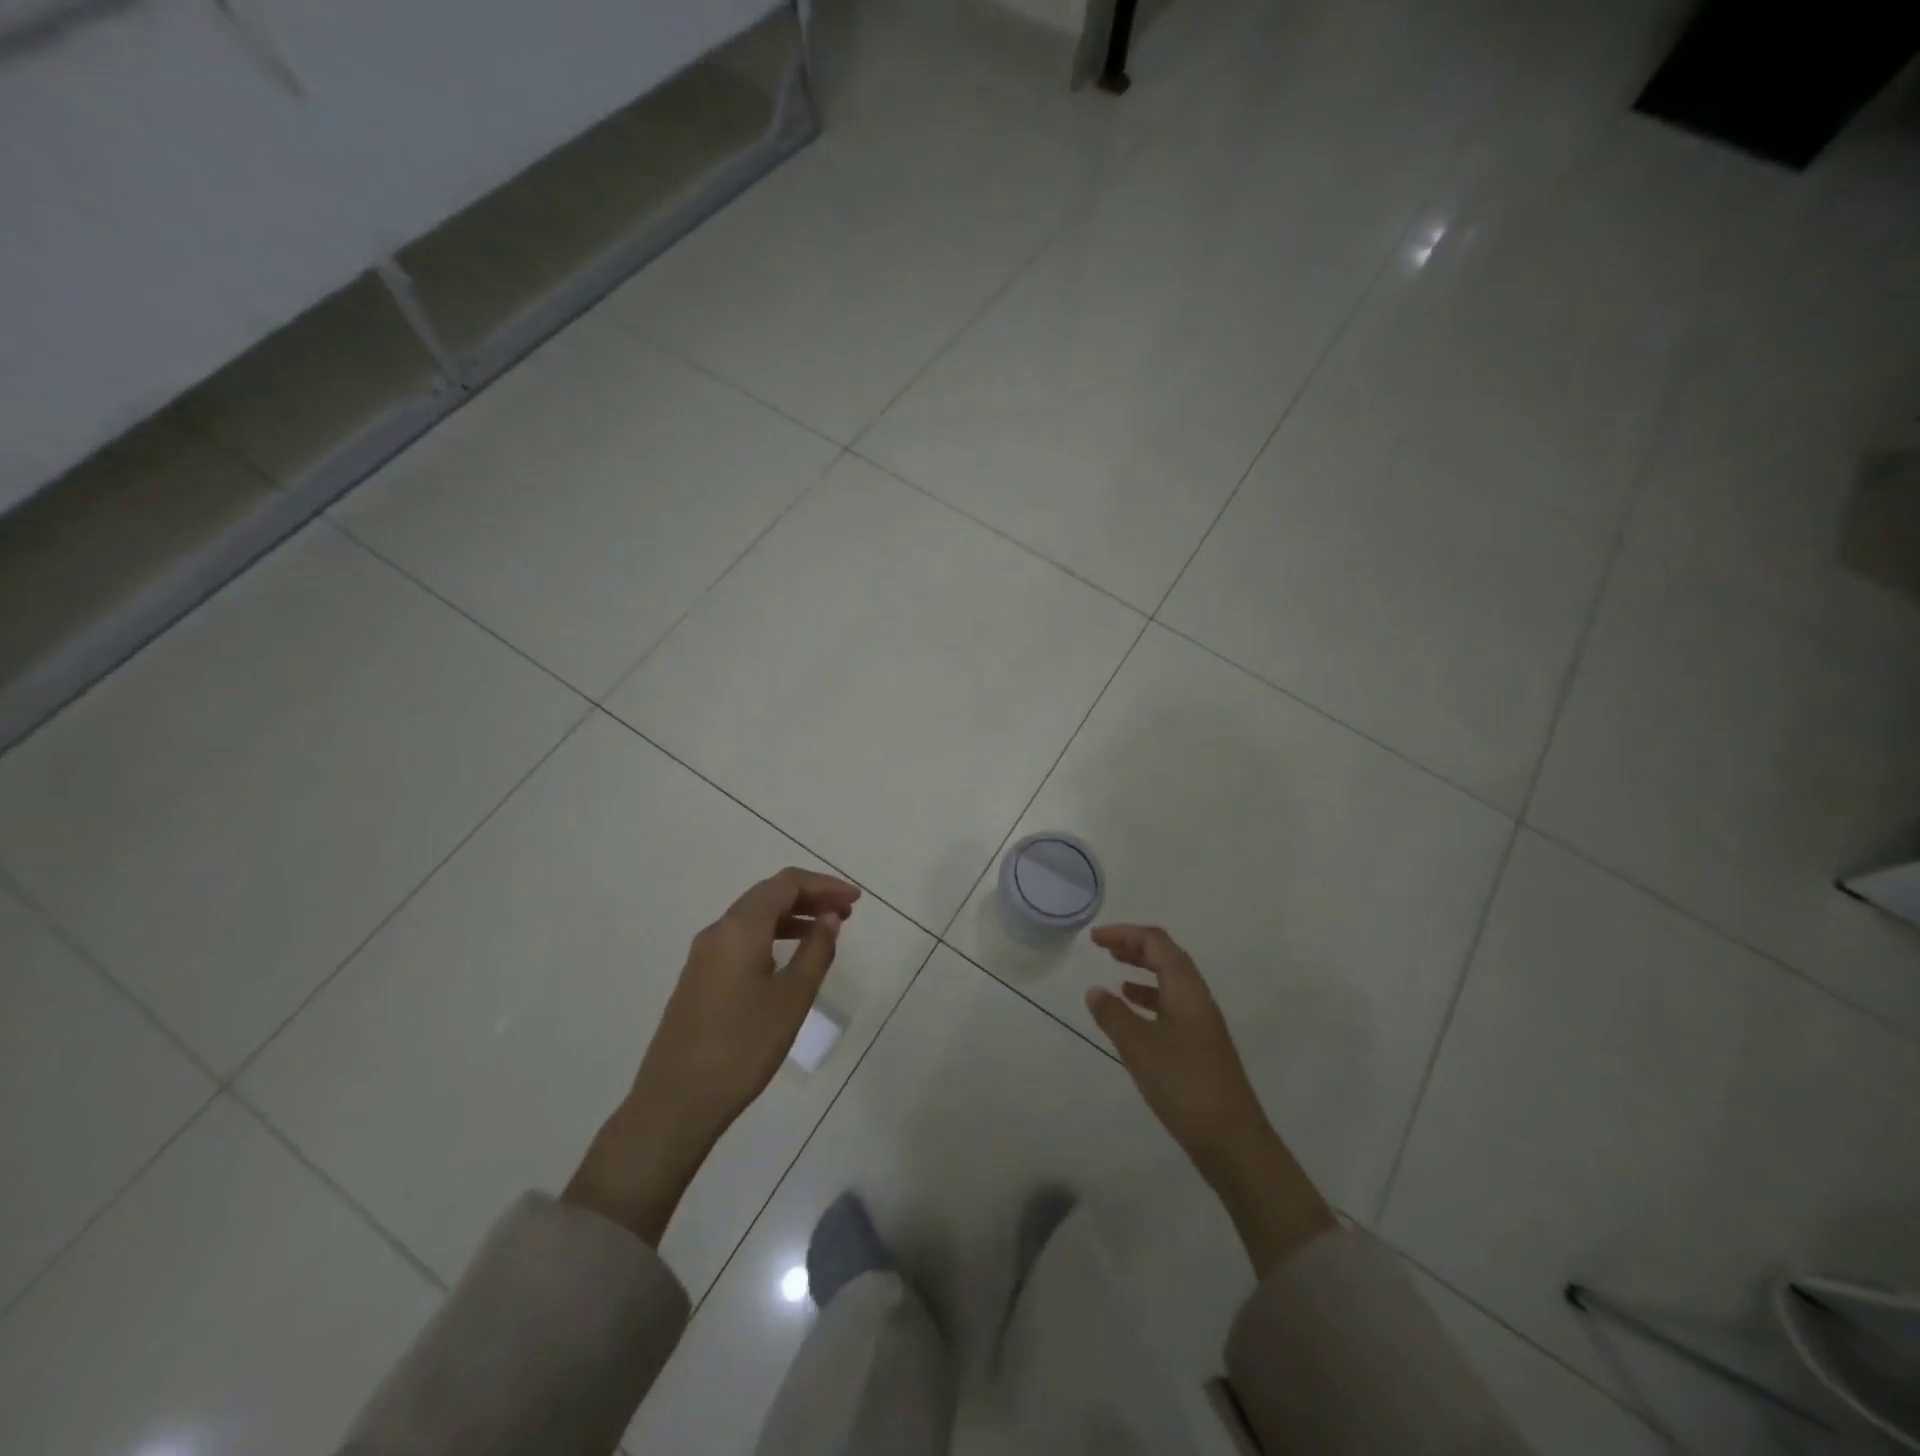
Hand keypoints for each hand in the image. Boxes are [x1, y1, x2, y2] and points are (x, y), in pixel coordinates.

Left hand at [564, 868, 859, 1243]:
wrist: (676, 1102)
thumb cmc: (743, 1046)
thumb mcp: (792, 998)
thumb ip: (816, 950)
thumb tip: (828, 918)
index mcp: (740, 928)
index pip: (786, 884)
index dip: (824, 884)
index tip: (855, 900)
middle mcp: (718, 931)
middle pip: (768, 895)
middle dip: (809, 896)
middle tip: (845, 912)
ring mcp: (703, 956)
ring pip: (753, 918)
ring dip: (791, 916)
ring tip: (824, 931)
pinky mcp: (698, 979)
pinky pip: (741, 940)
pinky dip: (771, 936)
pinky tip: (788, 959)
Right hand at [1086, 924, 1334, 1274]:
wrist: (1232, 1140)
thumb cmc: (1183, 1084)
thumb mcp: (1138, 1047)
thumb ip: (1113, 1015)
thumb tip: (1095, 991)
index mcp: (1186, 989)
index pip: (1156, 942)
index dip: (1125, 933)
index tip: (1095, 938)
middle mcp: (1197, 998)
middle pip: (1166, 956)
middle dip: (1134, 946)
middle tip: (1103, 947)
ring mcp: (1202, 1022)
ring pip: (1170, 981)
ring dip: (1142, 970)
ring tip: (1114, 972)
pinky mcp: (1201, 1045)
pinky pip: (1171, 1005)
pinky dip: (1149, 998)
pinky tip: (1132, 1011)